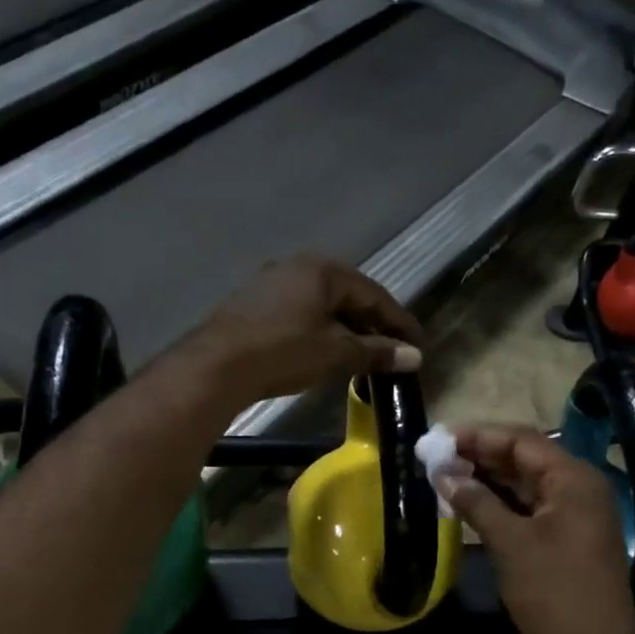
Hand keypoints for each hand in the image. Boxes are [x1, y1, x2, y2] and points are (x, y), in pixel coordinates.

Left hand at [183, 257, 423, 405]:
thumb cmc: (284, 351)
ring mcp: (272, 284)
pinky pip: (301, 314)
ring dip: (347, 330)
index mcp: (323, 269)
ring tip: (364, 355)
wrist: (216, 366)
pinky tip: (327, 351)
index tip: (418, 344)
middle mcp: (298, 267)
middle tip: (394, 351)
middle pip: (348, 296)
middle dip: (373, 325)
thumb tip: (414, 357)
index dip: (399, 321)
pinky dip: (321, 332)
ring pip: (323, 306)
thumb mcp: (336, 352)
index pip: (374, 294)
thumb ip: (376, 352)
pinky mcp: (254, 305)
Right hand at [440, 425, 634, 633]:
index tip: (438, 438)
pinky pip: (530, 508)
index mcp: (574, 480)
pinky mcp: (566, 538)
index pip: (522, 440)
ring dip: (488, 479)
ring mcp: (575, 514)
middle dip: (480, 455)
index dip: (478, 435)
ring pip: (526, 484)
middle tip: (436, 457)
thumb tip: (444, 474)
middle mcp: (579, 489)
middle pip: (525, 458)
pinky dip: (501, 504)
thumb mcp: (511, 544)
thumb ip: (477, 503)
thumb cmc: (554, 594)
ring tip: (444, 476)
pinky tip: (469, 504)